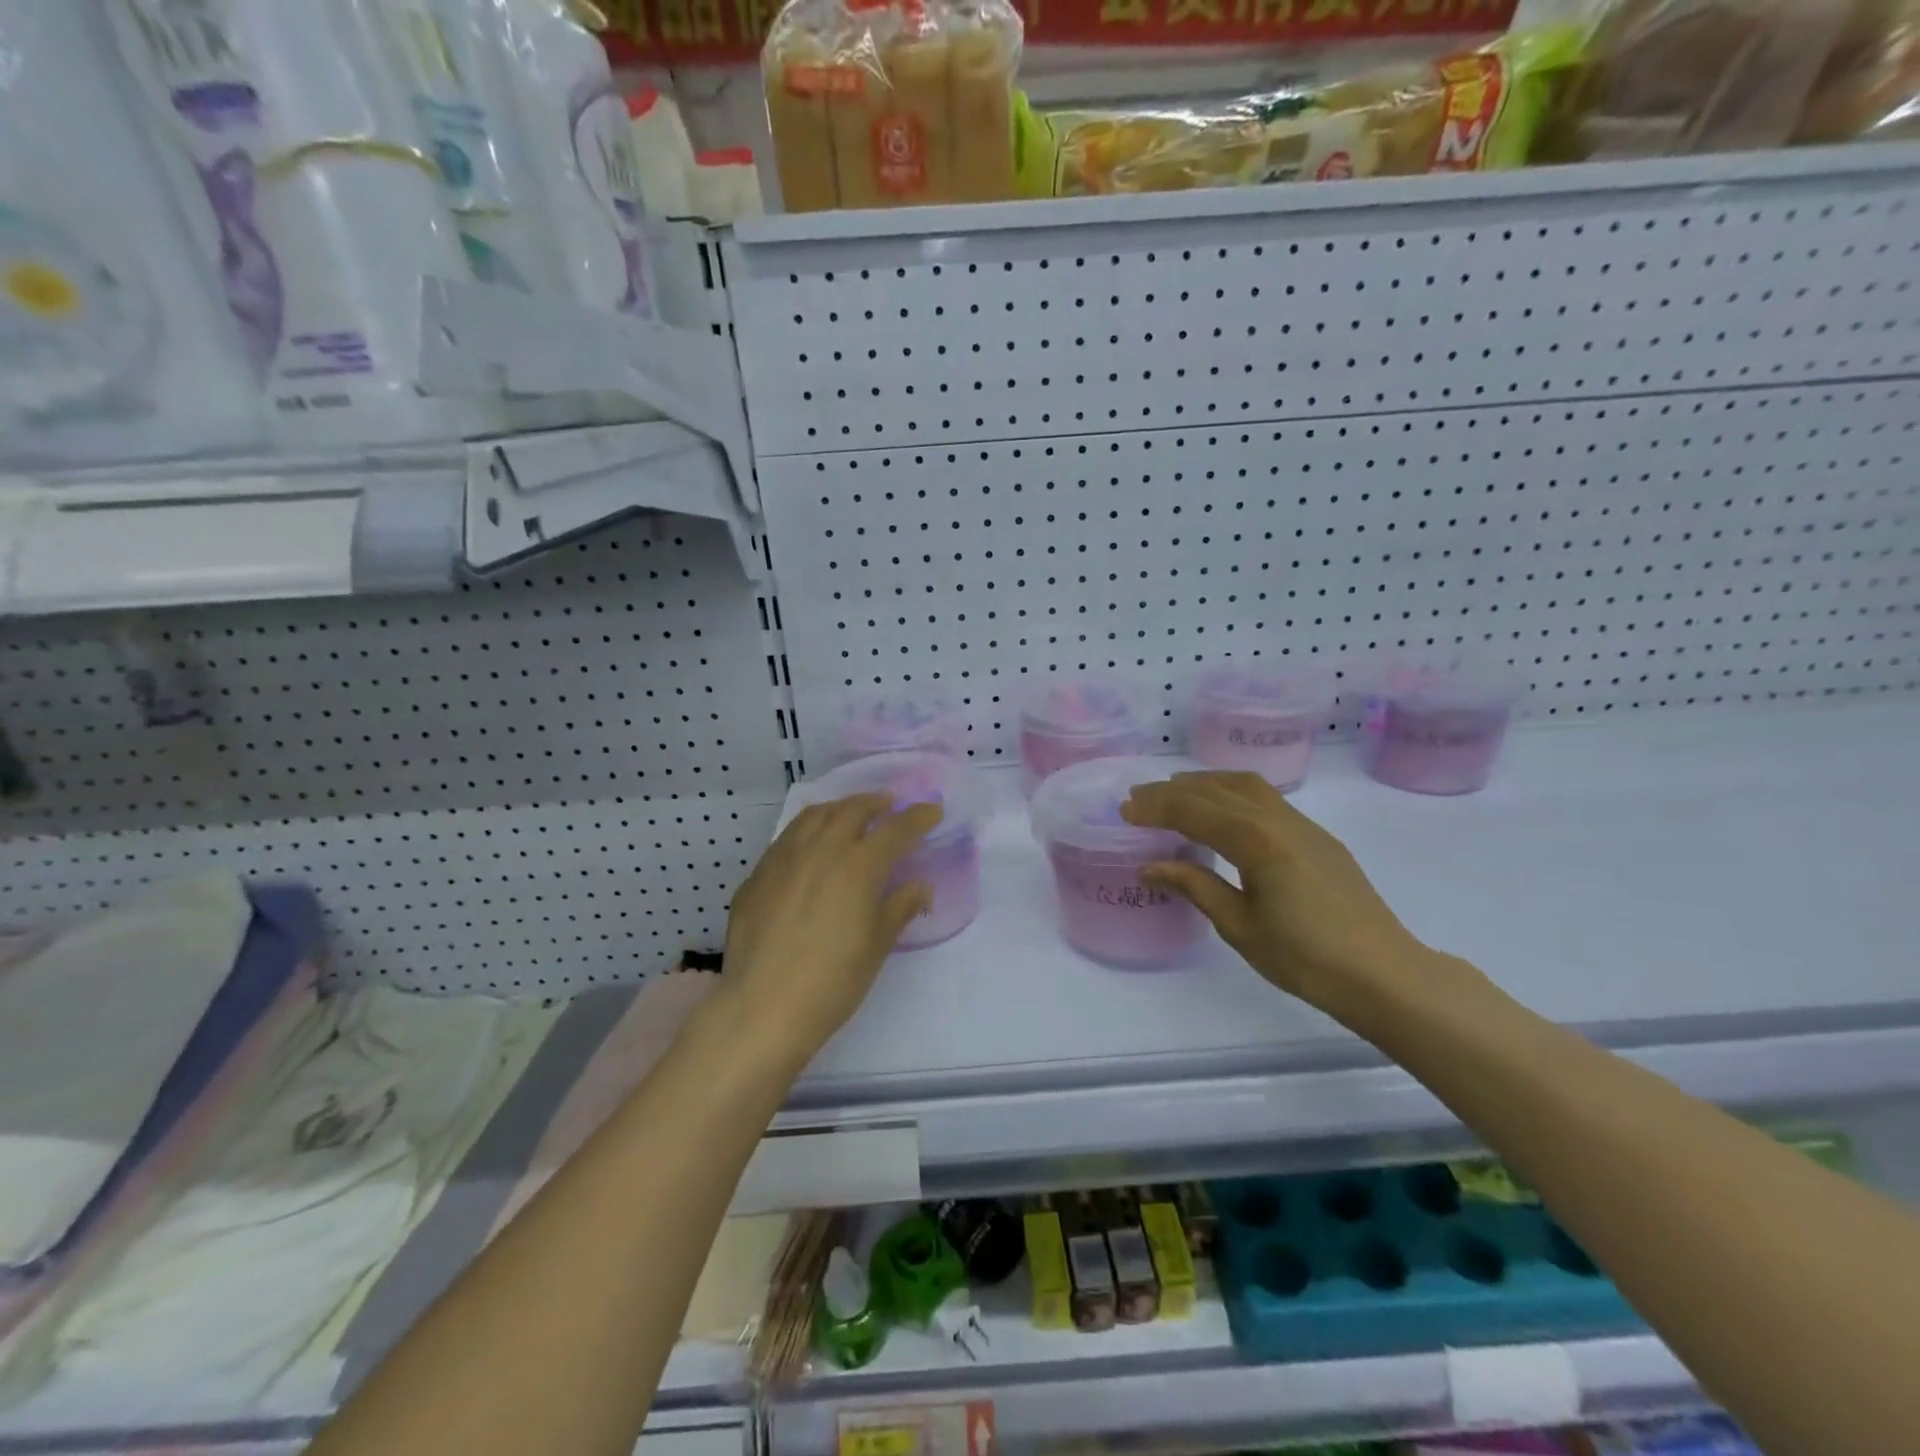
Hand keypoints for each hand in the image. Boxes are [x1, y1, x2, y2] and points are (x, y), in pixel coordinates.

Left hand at [719, 793, 941, 1070]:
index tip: (933, 811)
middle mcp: (822, 849)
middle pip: (853, 810)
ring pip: (815, 816)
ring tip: (850, 813)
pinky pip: (788, 837)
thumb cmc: (833, 980)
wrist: (763, 1007)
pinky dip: (808, 829)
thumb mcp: (878, 945)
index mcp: (859, 865)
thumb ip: (901, 907)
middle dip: (876, 803)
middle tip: (890, 805)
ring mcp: (784, 858)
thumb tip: (920, 887)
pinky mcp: (758, 875)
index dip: (918, 817)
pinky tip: (810, 845)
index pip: (896, 830)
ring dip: (840, 808)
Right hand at [1120, 771, 1434, 1021]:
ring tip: (1176, 792)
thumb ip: (1196, 887)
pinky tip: (1223, 811)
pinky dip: (1233, 793)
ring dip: (1206, 783)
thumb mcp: (1240, 926)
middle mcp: (1279, 821)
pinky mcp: (1318, 838)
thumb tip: (1151, 867)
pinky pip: (1267, 799)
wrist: (1383, 974)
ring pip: (1246, 786)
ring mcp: (1303, 826)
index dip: (1156, 808)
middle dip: (1174, 790)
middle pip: (1217, 790)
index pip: (1194, 812)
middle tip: (1139, 796)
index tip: (1124, 810)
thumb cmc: (1305, 958)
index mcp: (1257, 841)